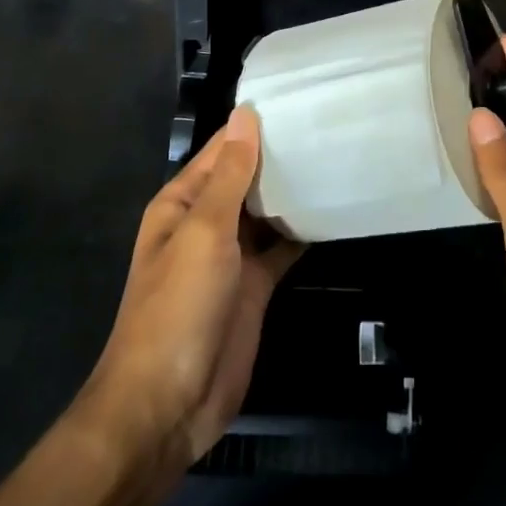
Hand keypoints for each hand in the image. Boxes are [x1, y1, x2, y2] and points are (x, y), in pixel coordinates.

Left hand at [84, 107, 302, 463]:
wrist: (167, 406)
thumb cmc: (178, 307)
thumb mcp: (205, 232)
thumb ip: (230, 175)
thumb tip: (245, 115)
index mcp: (182, 203)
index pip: (222, 150)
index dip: (254, 125)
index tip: (299, 98)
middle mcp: (206, 223)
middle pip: (246, 179)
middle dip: (280, 156)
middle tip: (330, 125)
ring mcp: (231, 257)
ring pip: (266, 212)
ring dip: (293, 192)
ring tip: (337, 158)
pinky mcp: (254, 287)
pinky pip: (281, 248)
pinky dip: (302, 232)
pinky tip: (333, 210)